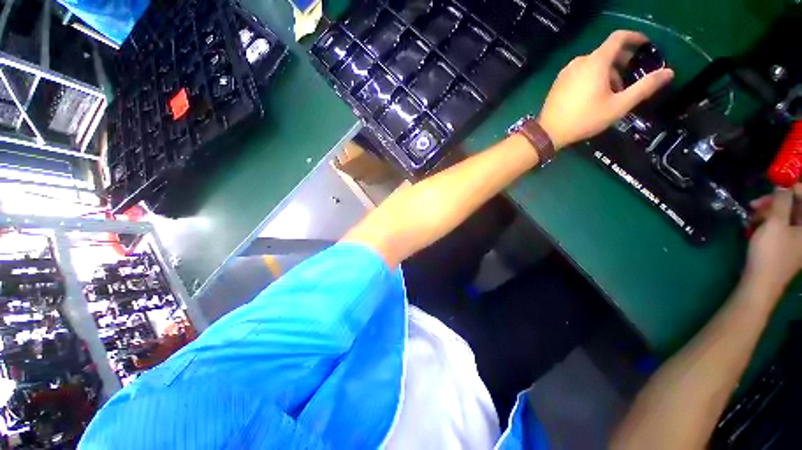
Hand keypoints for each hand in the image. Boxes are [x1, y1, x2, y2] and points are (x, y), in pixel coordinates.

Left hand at [538, 30, 674, 149]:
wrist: (548, 132)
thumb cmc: (584, 119)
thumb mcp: (619, 105)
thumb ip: (644, 87)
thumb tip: (669, 72)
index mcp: (595, 62)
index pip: (618, 38)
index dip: (634, 37)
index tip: (645, 45)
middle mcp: (579, 61)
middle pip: (606, 52)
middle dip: (622, 62)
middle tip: (631, 79)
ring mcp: (566, 72)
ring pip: (593, 64)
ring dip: (607, 72)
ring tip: (612, 93)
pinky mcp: (558, 82)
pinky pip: (580, 72)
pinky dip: (592, 77)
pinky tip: (593, 95)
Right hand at [746, 185, 801, 295]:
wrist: (760, 283)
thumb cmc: (770, 253)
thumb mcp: (774, 224)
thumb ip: (781, 201)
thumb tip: (783, 185)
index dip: (794, 188)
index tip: (778, 184)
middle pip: (797, 207)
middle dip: (777, 202)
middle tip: (757, 202)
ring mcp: (799, 241)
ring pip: (787, 216)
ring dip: (770, 212)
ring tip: (752, 216)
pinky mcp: (788, 246)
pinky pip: (783, 226)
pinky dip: (770, 222)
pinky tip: (756, 225)